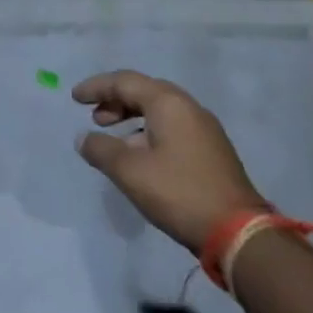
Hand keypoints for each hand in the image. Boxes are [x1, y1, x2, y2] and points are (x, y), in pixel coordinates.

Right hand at [72, 70, 265, 252]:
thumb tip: (84, 139)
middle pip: (144, 91)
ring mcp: (204, 129)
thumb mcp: (129, 171)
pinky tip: (139, 155)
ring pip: (160, 111)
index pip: (125, 82)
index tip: (74, 98)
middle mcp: (189, 108)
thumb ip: (101, 150)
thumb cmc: (178, 192)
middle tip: (94, 117)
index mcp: (169, 103)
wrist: (237, 230)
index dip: (97, 87)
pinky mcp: (211, 150)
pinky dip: (149, 131)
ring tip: (113, 138)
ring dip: (132, 117)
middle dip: (115, 100)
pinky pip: (172, 127)